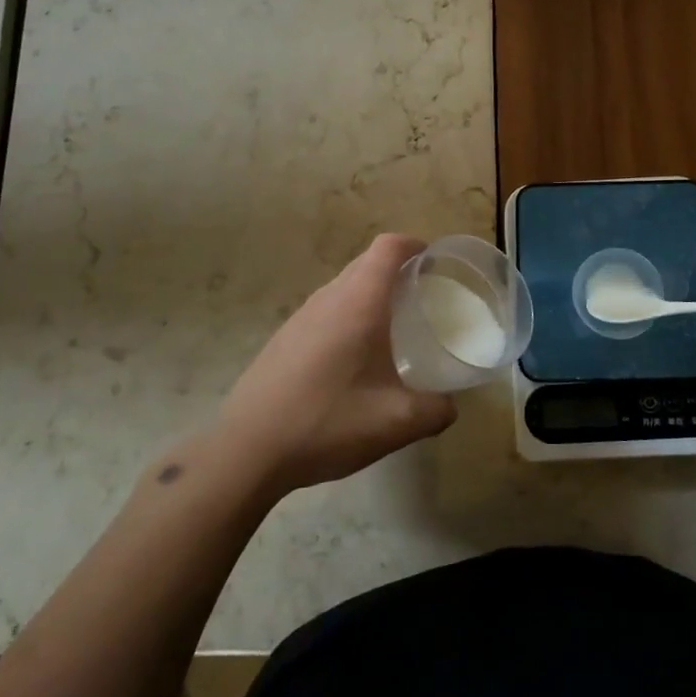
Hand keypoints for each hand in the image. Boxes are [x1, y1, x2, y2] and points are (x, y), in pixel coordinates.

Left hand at [213, 235, 457, 493]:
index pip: (388, 248)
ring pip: (344, 288)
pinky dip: (349, 318)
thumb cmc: (328, 422)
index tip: (435, 263)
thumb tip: (449, 406)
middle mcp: (328, 298)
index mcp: (358, 302)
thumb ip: (435, 411)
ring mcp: (301, 317)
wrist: (247, 451)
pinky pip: (326, 312)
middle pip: (367, 263)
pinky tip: (354, 362)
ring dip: (371, 295)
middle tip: (424, 299)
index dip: (414, 245)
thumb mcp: (396, 423)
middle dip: (398, 271)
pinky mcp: (284, 339)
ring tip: (394, 330)